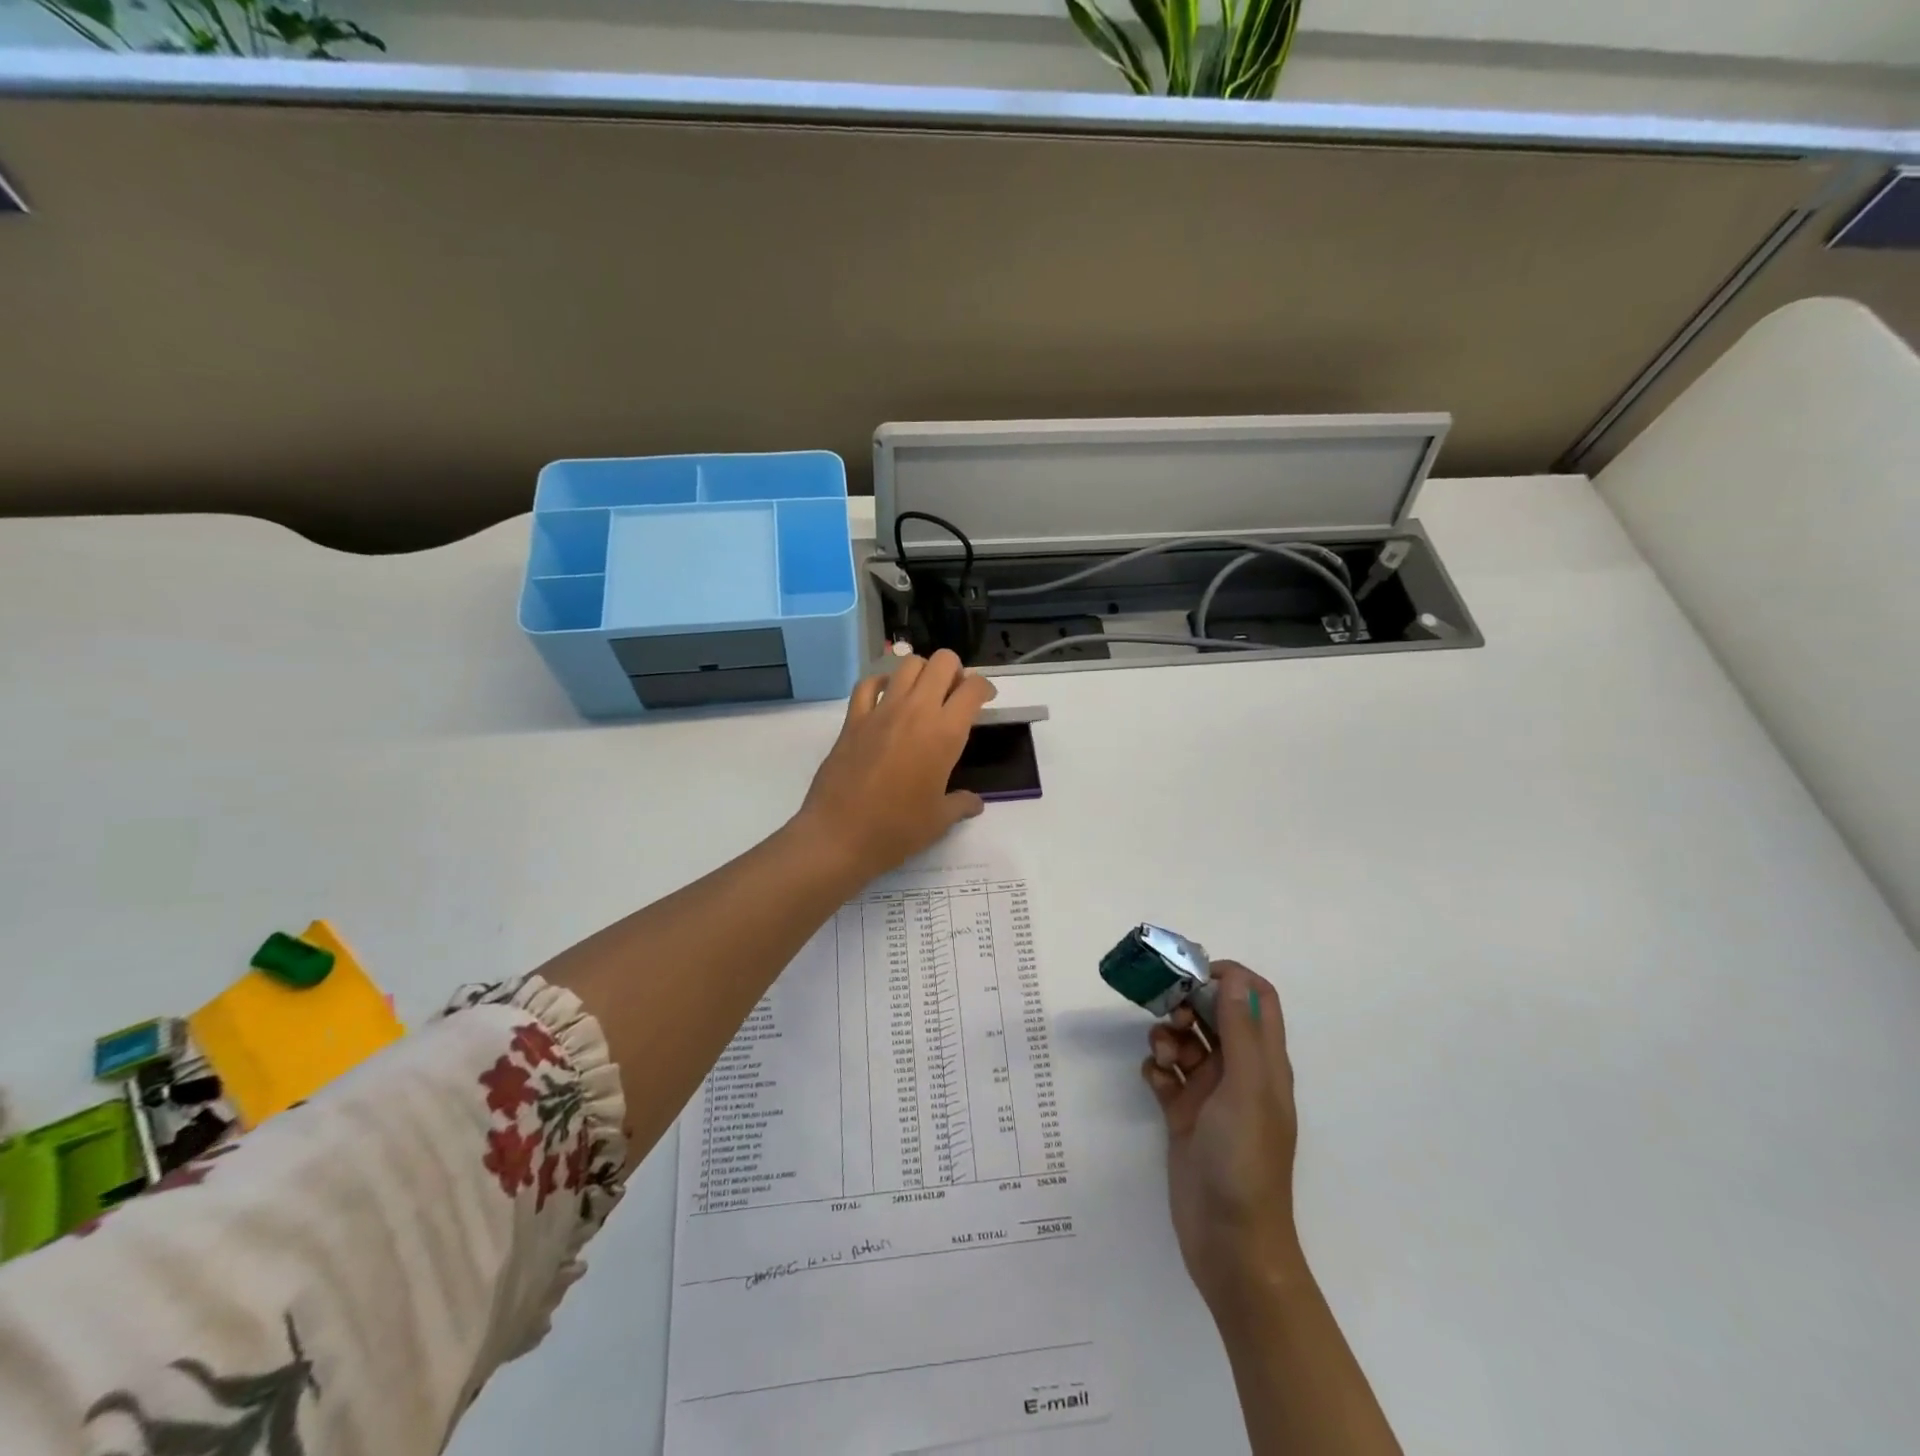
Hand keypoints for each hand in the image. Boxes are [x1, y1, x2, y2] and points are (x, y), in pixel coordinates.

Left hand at [794, 651, 996, 882]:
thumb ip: (961, 804)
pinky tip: (886, 697)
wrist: (840, 836)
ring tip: (924, 694)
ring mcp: (881, 711)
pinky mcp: (853, 719)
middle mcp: (916, 711)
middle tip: (955, 695)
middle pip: (942, 662)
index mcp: (945, 733)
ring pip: (907, 664)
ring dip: (922, 672)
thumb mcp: (939, 820)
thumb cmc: (897, 830)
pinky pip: (868, 684)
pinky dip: (881, 682)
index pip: (973, 688)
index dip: (985, 689)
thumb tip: (974, 803)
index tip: (986, 701)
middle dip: (956, 671)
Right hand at [1143, 961, 1305, 1323]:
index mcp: (1264, 1061)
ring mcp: (1210, 1093)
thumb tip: (1234, 976)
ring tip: (1161, 1060)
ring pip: (1185, 1041)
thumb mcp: (1247, 1088)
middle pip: (1213, 1014)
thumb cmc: (1246, 1160)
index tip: (1193, 974)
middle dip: (1187, 1005)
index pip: (1255, 997)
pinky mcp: (1183, 1114)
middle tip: (1167, 1014)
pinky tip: (1155, 1083)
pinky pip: (1165, 1074)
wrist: (1229, 1244)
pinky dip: (1156, 1070)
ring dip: (1168, 1038)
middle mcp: (1239, 1070)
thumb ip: (1240, 1031)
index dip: (1229, 977)